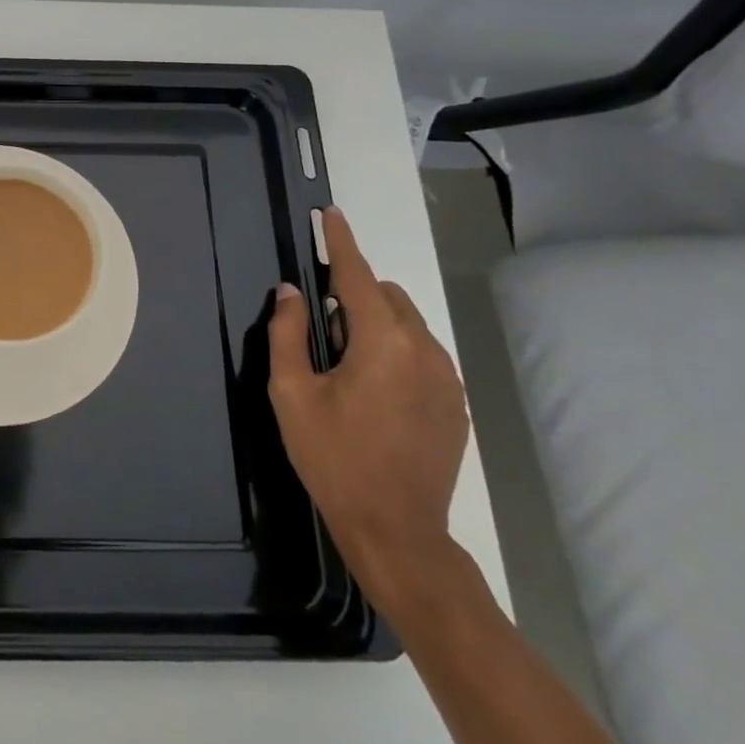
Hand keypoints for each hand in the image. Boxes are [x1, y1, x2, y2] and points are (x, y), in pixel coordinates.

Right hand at [267, 207, 470, 616]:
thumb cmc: (333, 458)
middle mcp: (424, 350)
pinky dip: (395, 350)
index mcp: (382, 343)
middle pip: (388, 296)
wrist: (396, 529)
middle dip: (355, 294)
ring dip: (375, 323)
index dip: (340, 242)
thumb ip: (288, 333)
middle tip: (321, 330)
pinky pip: (422, 354)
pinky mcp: (456, 403)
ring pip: (408, 324)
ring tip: (344, 367)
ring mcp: (448, 378)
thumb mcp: (292, 394)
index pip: (358, 275)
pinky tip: (373, 392)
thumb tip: (290, 292)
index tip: (330, 214)